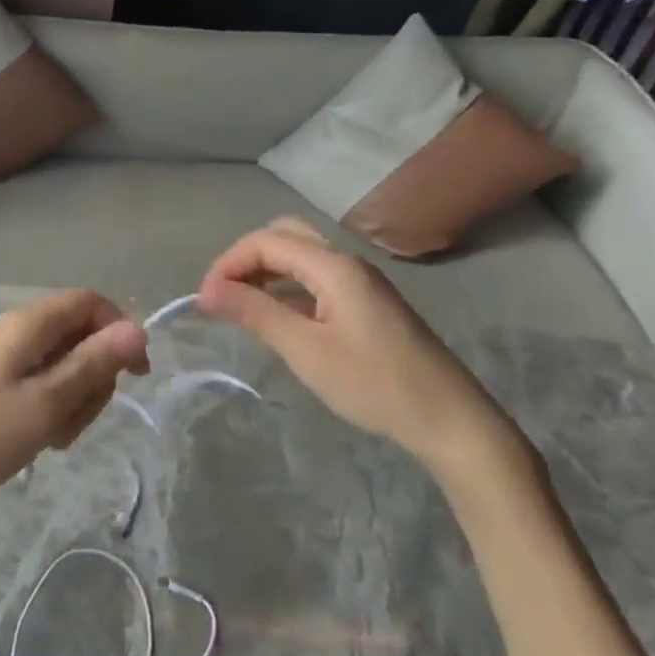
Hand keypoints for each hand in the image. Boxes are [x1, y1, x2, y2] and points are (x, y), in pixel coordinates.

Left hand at [0, 290, 149, 522]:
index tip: (136, 376)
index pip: (91, 302)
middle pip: (82, 335)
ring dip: (76, 400)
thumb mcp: (48, 402)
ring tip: (55, 436)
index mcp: (29, 323)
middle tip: (78, 419)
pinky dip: (56, 408)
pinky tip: (44, 439)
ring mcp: (9, 356)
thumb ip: (93, 363)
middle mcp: (20, 330)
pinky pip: (46, 383)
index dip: (120, 331)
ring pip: (68, 364)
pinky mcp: (2, 381)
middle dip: (95, 377)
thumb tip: (137, 329)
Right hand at [198, 219, 529, 477]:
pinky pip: (315, 277)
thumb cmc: (375, 384)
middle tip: (222, 295)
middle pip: (284, 236)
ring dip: (265, 271)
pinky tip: (276, 317)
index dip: (228, 263)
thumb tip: (207, 291)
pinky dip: (286, 286)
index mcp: (333, 266)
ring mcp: (360, 281)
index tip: (204, 300)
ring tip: (240, 306)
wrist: (450, 420)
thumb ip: (256, 313)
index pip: (266, 241)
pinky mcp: (366, 302)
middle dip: (246, 258)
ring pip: (300, 255)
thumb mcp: (306, 350)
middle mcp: (346, 262)